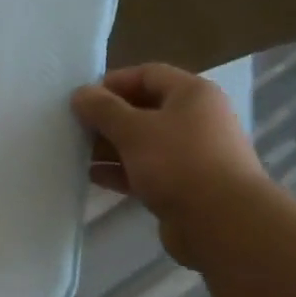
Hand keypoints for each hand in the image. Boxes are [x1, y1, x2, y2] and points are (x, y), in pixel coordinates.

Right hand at [71, 64, 266, 263]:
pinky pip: (147, 171)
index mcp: (192, 94)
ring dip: (111, 147)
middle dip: (108, 118)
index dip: (113, 83)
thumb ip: (103, 110)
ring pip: (144, 143)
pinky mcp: (183, 186)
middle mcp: (195, 119)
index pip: (147, 74)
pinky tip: (93, 177)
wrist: (221, 222)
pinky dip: (121, 171)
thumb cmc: (178, 163)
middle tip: (74, 128)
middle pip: (145, 109)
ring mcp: (191, 155)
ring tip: (77, 153)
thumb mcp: (134, 130)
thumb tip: (80, 93)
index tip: (82, 99)